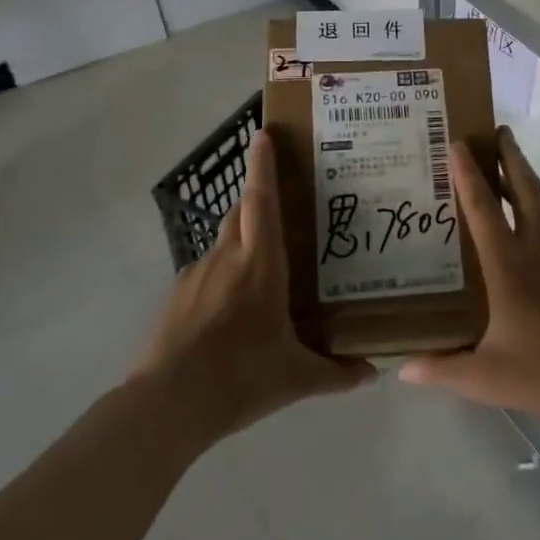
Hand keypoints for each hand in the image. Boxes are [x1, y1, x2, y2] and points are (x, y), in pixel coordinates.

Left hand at [134, 129, 374, 442]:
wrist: (168, 404)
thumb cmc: (241, 377)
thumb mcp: (296, 378)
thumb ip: (336, 373)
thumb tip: (372, 374)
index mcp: (260, 265)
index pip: (261, 201)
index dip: (262, 166)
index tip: (262, 135)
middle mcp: (226, 259)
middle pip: (240, 213)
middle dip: (256, 199)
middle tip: (281, 206)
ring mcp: (196, 276)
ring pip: (223, 243)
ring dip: (241, 242)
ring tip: (262, 268)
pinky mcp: (176, 298)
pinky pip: (206, 273)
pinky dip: (222, 276)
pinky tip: (232, 310)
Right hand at [399, 127, 539, 431]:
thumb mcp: (485, 377)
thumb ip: (441, 369)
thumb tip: (402, 369)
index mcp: (507, 265)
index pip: (481, 208)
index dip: (466, 174)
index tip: (457, 144)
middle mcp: (537, 245)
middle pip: (520, 188)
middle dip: (507, 156)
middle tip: (495, 130)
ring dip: (529, 175)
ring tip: (515, 155)